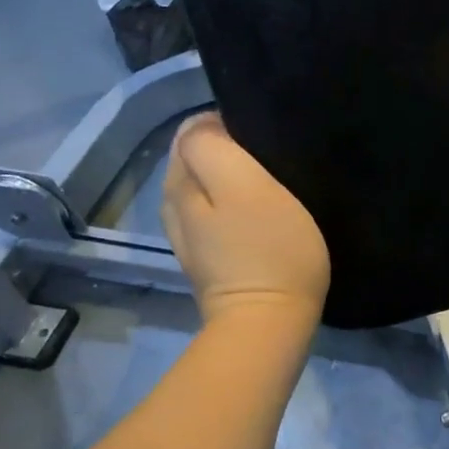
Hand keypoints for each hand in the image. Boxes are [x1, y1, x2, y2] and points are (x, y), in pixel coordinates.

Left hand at [161, 113, 330, 324]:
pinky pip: (220, 213)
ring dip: (236, 178)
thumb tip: (208, 124)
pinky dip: (238, 205)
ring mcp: (191, 235)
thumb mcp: (245, 185)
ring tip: (274, 184)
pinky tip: (265, 214)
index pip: (194, 128)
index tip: (267, 138)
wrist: (270, 324)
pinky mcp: (211, 257)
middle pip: (198, 156)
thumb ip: (215, 146)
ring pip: (209, 186)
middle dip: (231, 149)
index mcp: (178, 182)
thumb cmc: (268, 250)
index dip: (230, 124)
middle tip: (274, 160)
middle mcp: (174, 205)